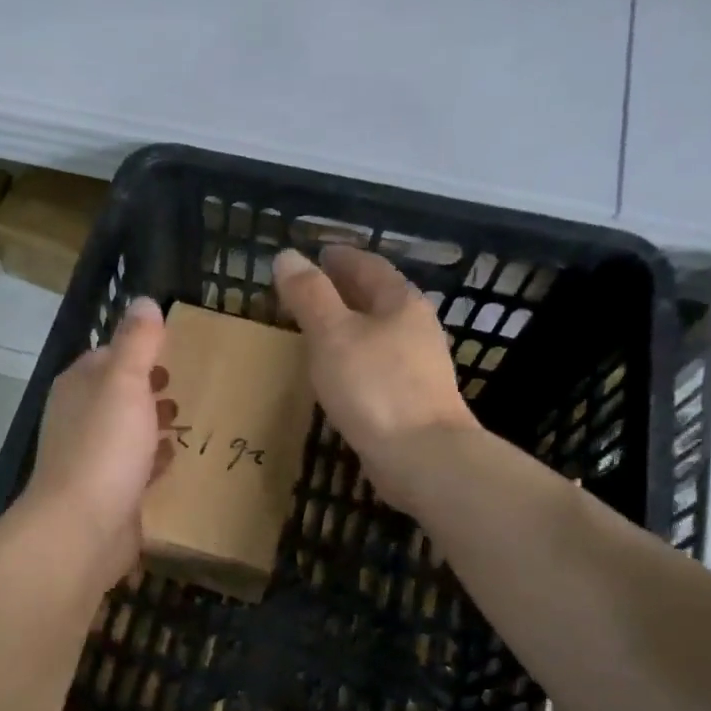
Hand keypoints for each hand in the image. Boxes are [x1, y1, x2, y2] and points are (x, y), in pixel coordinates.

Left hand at [19, 297, 173, 590]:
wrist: (83, 528)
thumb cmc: (105, 446)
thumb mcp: (125, 382)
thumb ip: (137, 341)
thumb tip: (144, 301)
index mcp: (79, 386)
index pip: (108, 356)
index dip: (138, 350)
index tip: (172, 348)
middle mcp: (80, 419)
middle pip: (118, 394)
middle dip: (148, 387)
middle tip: (184, 382)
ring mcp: (93, 458)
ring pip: (127, 431)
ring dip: (153, 422)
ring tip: (187, 417)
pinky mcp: (110, 492)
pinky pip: (136, 467)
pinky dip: (154, 459)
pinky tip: (175, 458)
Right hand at [272, 246, 476, 506]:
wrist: (422, 456)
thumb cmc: (375, 386)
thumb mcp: (332, 334)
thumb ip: (309, 295)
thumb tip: (288, 256)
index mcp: (401, 303)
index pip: (369, 266)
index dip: (341, 258)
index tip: (317, 254)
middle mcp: (416, 328)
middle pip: (378, 298)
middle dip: (346, 290)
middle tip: (310, 289)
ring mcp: (419, 366)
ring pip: (380, 332)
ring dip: (351, 325)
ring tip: (319, 328)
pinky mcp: (413, 399)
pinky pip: (378, 364)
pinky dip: (356, 356)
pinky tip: (339, 371)